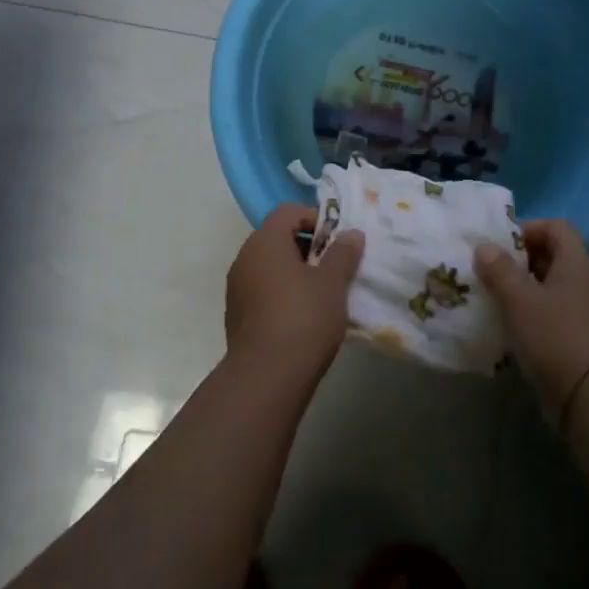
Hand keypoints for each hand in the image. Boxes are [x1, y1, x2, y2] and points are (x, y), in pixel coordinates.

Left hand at [225, 204, 364, 381]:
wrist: (266, 377)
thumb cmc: (303, 318)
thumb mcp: (333, 283)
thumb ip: (343, 253)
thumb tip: (351, 234)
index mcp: (265, 241)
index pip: (288, 211)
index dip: (315, 219)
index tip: (337, 242)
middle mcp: (245, 257)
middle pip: (277, 237)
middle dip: (307, 248)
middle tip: (333, 269)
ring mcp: (237, 287)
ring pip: (270, 266)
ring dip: (294, 272)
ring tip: (322, 295)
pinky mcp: (237, 315)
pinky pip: (262, 290)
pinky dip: (282, 294)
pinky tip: (302, 317)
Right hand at [475, 220, 588, 424]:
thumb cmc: (555, 337)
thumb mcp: (518, 299)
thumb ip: (499, 269)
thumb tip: (484, 247)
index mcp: (577, 263)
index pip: (556, 227)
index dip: (528, 229)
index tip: (500, 246)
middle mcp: (587, 282)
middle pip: (553, 256)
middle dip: (520, 261)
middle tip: (490, 272)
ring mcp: (588, 312)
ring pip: (552, 288)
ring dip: (524, 290)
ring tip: (494, 300)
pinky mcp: (584, 339)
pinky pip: (555, 314)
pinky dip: (533, 315)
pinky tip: (512, 329)